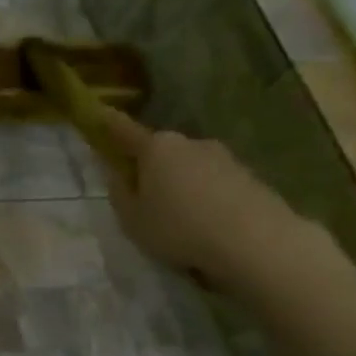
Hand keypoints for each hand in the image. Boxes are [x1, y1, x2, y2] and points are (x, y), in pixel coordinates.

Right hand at [94, 105, 314, 290]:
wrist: (255, 241)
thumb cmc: (179, 228)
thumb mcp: (132, 218)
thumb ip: (120, 193)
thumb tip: (118, 173)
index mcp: (156, 148)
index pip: (125, 131)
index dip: (109, 124)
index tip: (99, 114)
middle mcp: (190, 143)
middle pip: (161, 151)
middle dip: (149, 167)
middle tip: (141, 197)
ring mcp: (224, 158)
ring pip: (189, 167)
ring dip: (179, 184)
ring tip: (177, 219)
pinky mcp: (248, 176)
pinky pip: (213, 183)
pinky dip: (204, 197)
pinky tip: (205, 223)